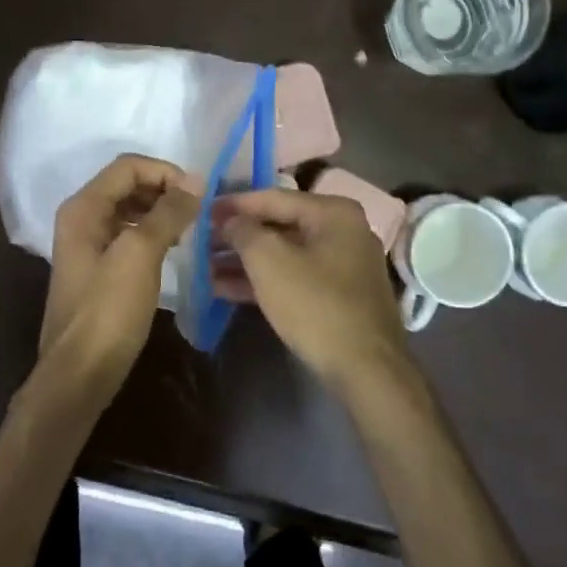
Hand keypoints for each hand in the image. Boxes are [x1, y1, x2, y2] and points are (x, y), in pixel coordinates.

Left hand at [41, 154, 199, 384]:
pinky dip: (152, 233)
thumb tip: (196, 180)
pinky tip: (172, 249)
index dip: (165, 172)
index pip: (128, 166)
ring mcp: (87, 244)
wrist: (80, 373)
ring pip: (129, 210)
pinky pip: (128, 234)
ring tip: (189, 230)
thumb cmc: (108, 310)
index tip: (198, 195)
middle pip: (127, 184)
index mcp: (83, 208)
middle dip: (164, 190)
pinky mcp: (98, 268)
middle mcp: (81, 218)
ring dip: (160, 211)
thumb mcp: (140, 255)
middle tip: (197, 212)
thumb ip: (168, 212)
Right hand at [216, 190, 416, 394]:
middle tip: (201, 242)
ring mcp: (344, 265)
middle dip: (238, 236)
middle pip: (279, 225)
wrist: (365, 368)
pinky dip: (263, 281)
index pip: (274, 198)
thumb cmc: (315, 305)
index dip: (234, 204)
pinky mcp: (339, 295)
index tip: (203, 211)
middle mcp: (343, 231)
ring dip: (245, 261)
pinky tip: (225, 289)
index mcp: (333, 213)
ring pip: (285, 254)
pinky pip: (294, 276)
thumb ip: (244, 231)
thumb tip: (231, 220)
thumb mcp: (269, 261)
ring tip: (205, 268)